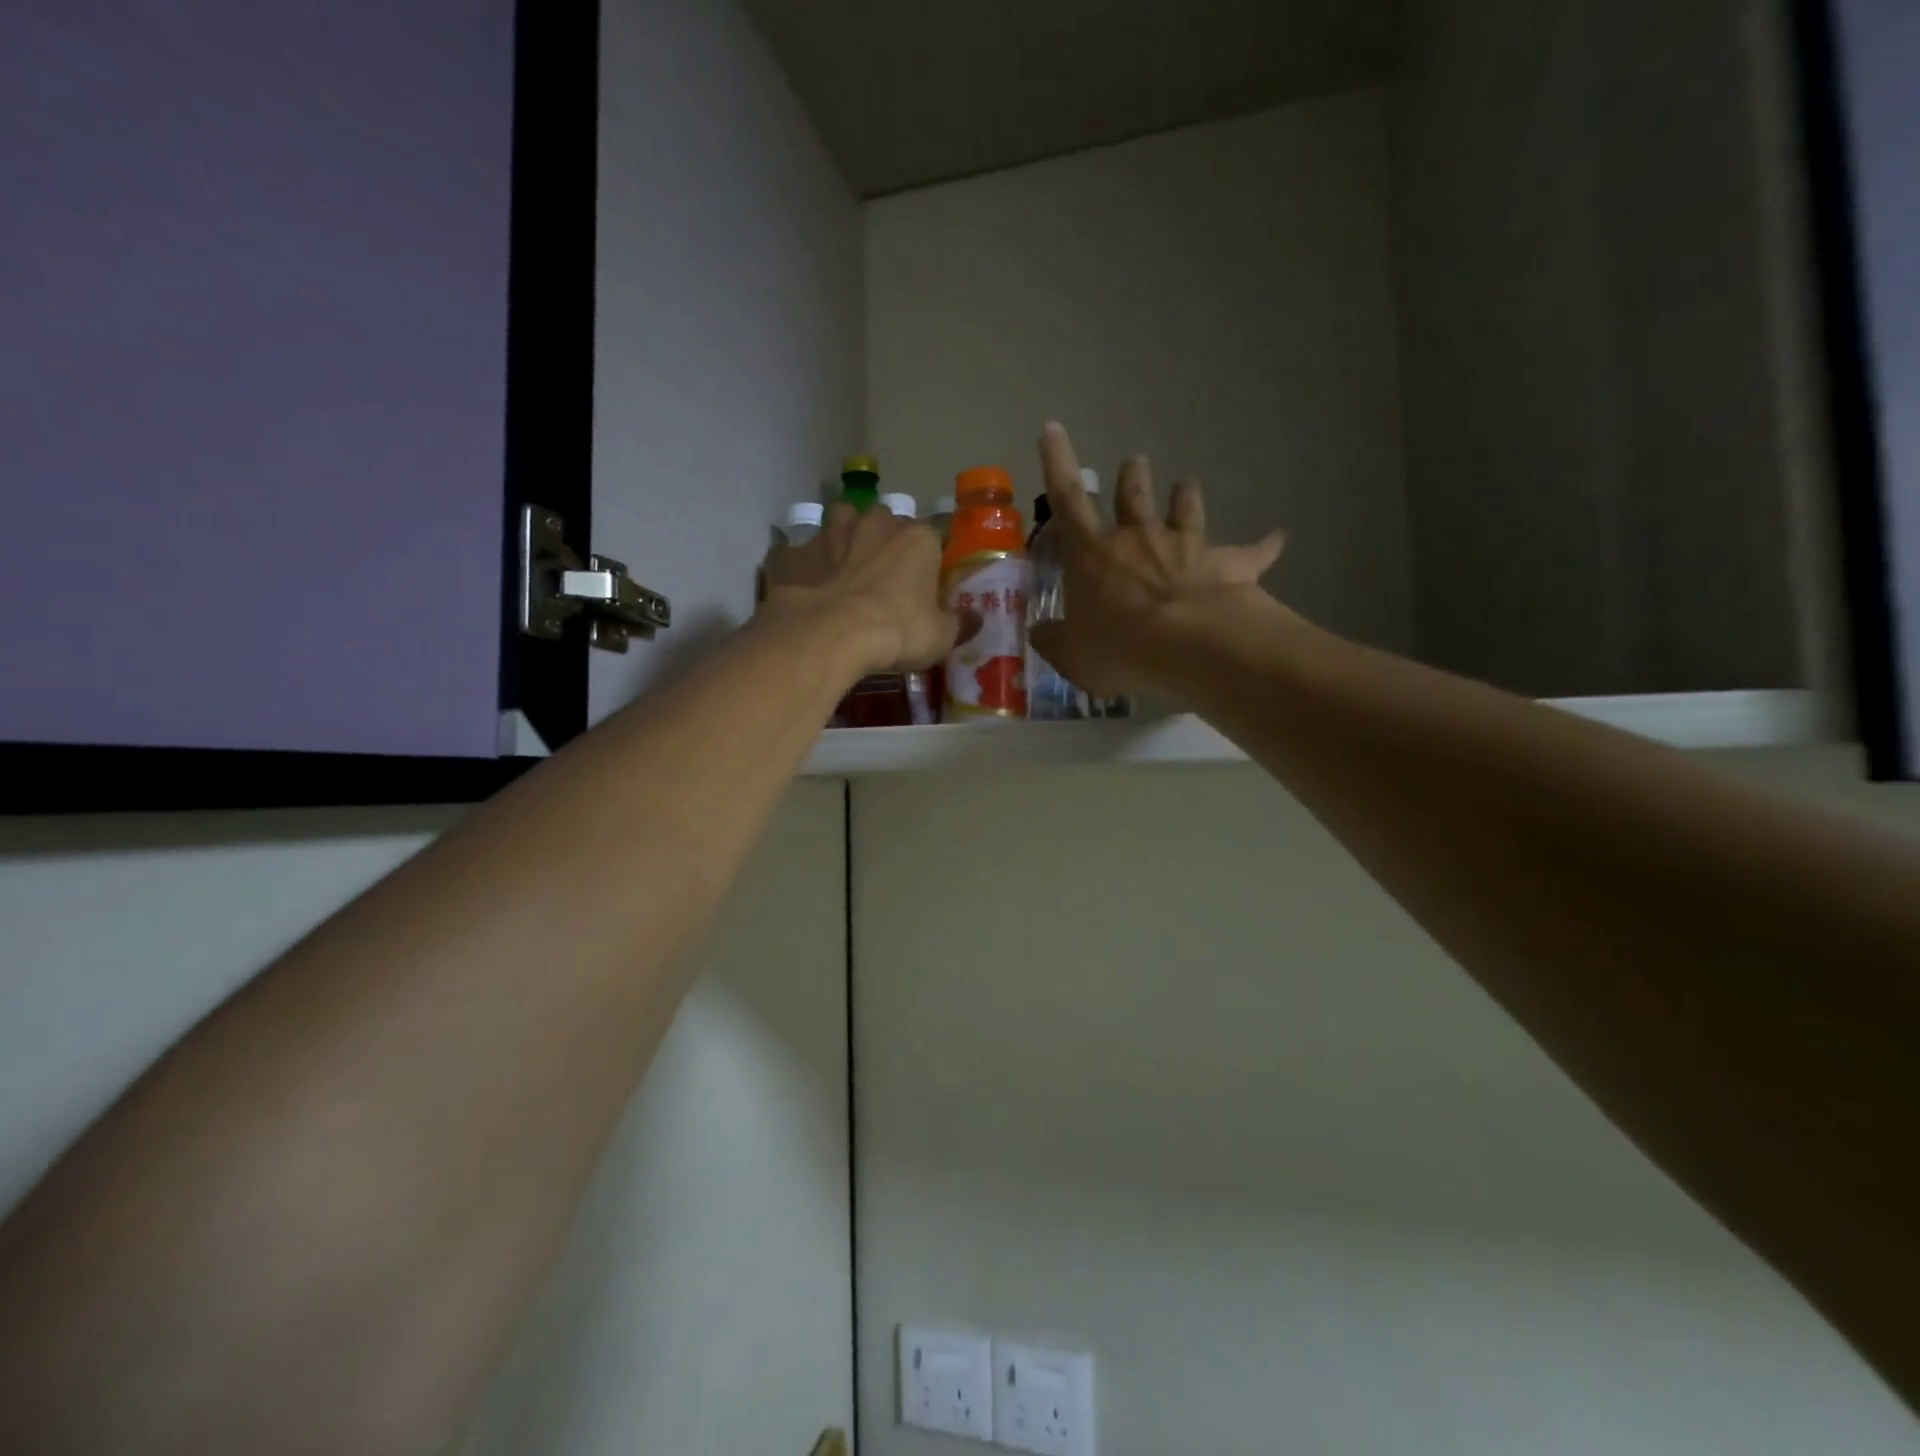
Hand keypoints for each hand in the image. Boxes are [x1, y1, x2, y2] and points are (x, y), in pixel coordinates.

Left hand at [760, 502, 958, 677]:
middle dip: (886, 542)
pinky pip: (802, 553)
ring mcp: (831, 533)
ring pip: (841, 522)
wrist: (829, 635)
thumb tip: (976, 619)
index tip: (927, 581)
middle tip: (886, 578)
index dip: (930, 558)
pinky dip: (805, 566)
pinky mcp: (795, 553)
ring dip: (845, 539)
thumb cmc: (896, 631)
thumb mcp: (940, 637)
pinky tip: (807, 587)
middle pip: (886, 522)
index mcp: (917, 538)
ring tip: (845, 570)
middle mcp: (875, 523)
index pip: (934, 535)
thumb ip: (960, 624)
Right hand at [1029, 423, 1285, 696]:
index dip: (1057, 461)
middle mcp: (1139, 535)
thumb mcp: (1072, 655)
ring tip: (1186, 484)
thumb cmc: (1120, 647)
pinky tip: (1278, 537)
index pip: (1068, 497)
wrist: (1191, 646)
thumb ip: (1054, 641)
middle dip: (1131, 475)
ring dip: (1184, 493)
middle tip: (1134, 463)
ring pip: (1186, 505)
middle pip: (1133, 492)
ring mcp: (1186, 544)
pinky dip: (1264, 544)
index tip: (1053, 429)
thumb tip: (1040, 633)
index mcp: (1094, 552)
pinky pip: (1252, 550)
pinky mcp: (1228, 563)